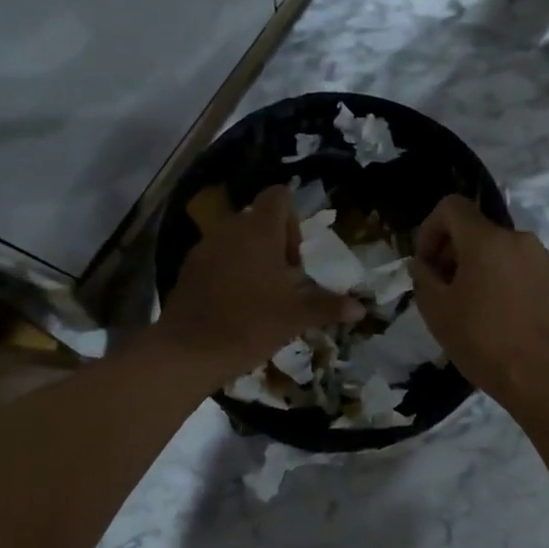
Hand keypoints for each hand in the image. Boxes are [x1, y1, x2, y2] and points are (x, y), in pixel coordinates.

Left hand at [155, 185, 362, 389]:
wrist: (188, 351)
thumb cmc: (250, 324)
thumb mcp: (296, 316)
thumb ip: (328, 307)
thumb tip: (360, 309)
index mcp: (258, 230)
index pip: (279, 196)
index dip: (294, 220)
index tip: (296, 258)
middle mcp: (230, 229)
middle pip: (258, 220)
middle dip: (276, 245)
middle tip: (286, 283)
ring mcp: (205, 248)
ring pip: (237, 240)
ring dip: (253, 259)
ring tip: (263, 296)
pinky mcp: (189, 269)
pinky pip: (218, 259)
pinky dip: (231, 273)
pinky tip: (237, 306)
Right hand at [409, 196, 548, 409]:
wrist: (542, 376)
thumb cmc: (482, 341)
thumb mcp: (436, 310)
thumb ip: (423, 276)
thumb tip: (424, 264)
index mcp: (487, 239)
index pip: (451, 207)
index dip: (430, 228)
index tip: (425, 263)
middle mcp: (518, 239)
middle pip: (476, 229)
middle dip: (452, 251)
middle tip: (442, 287)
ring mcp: (542, 259)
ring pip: (499, 250)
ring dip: (478, 267)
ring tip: (469, 305)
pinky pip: (519, 268)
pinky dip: (501, 279)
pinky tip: (497, 315)